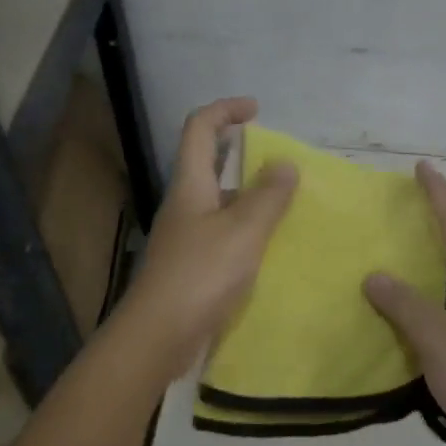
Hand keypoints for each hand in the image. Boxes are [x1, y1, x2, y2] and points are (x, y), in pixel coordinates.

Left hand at [118, 97, 297, 381]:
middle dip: (242, 153)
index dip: (225, 110)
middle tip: (280, 162)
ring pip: (218, 201)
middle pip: (207, 162)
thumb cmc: (200, 275)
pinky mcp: (191, 266)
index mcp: (190, 185)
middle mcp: (184, 204)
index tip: (257, 110)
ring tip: (286, 205)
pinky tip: (269, 246)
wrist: (159, 336)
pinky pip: (222, 233)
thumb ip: (267, 197)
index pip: (200, 128)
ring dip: (249, 195)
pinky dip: (246, 229)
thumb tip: (284, 164)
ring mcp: (185, 237)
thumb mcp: (243, 231)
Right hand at [364, 162, 445, 445]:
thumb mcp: (437, 336)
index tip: (422, 167)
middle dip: (437, 221)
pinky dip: (423, 298)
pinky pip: (445, 308)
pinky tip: (400, 306)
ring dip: (428, 261)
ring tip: (397, 247)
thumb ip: (404, 303)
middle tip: (404, 204)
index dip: (439, 195)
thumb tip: (375, 275)